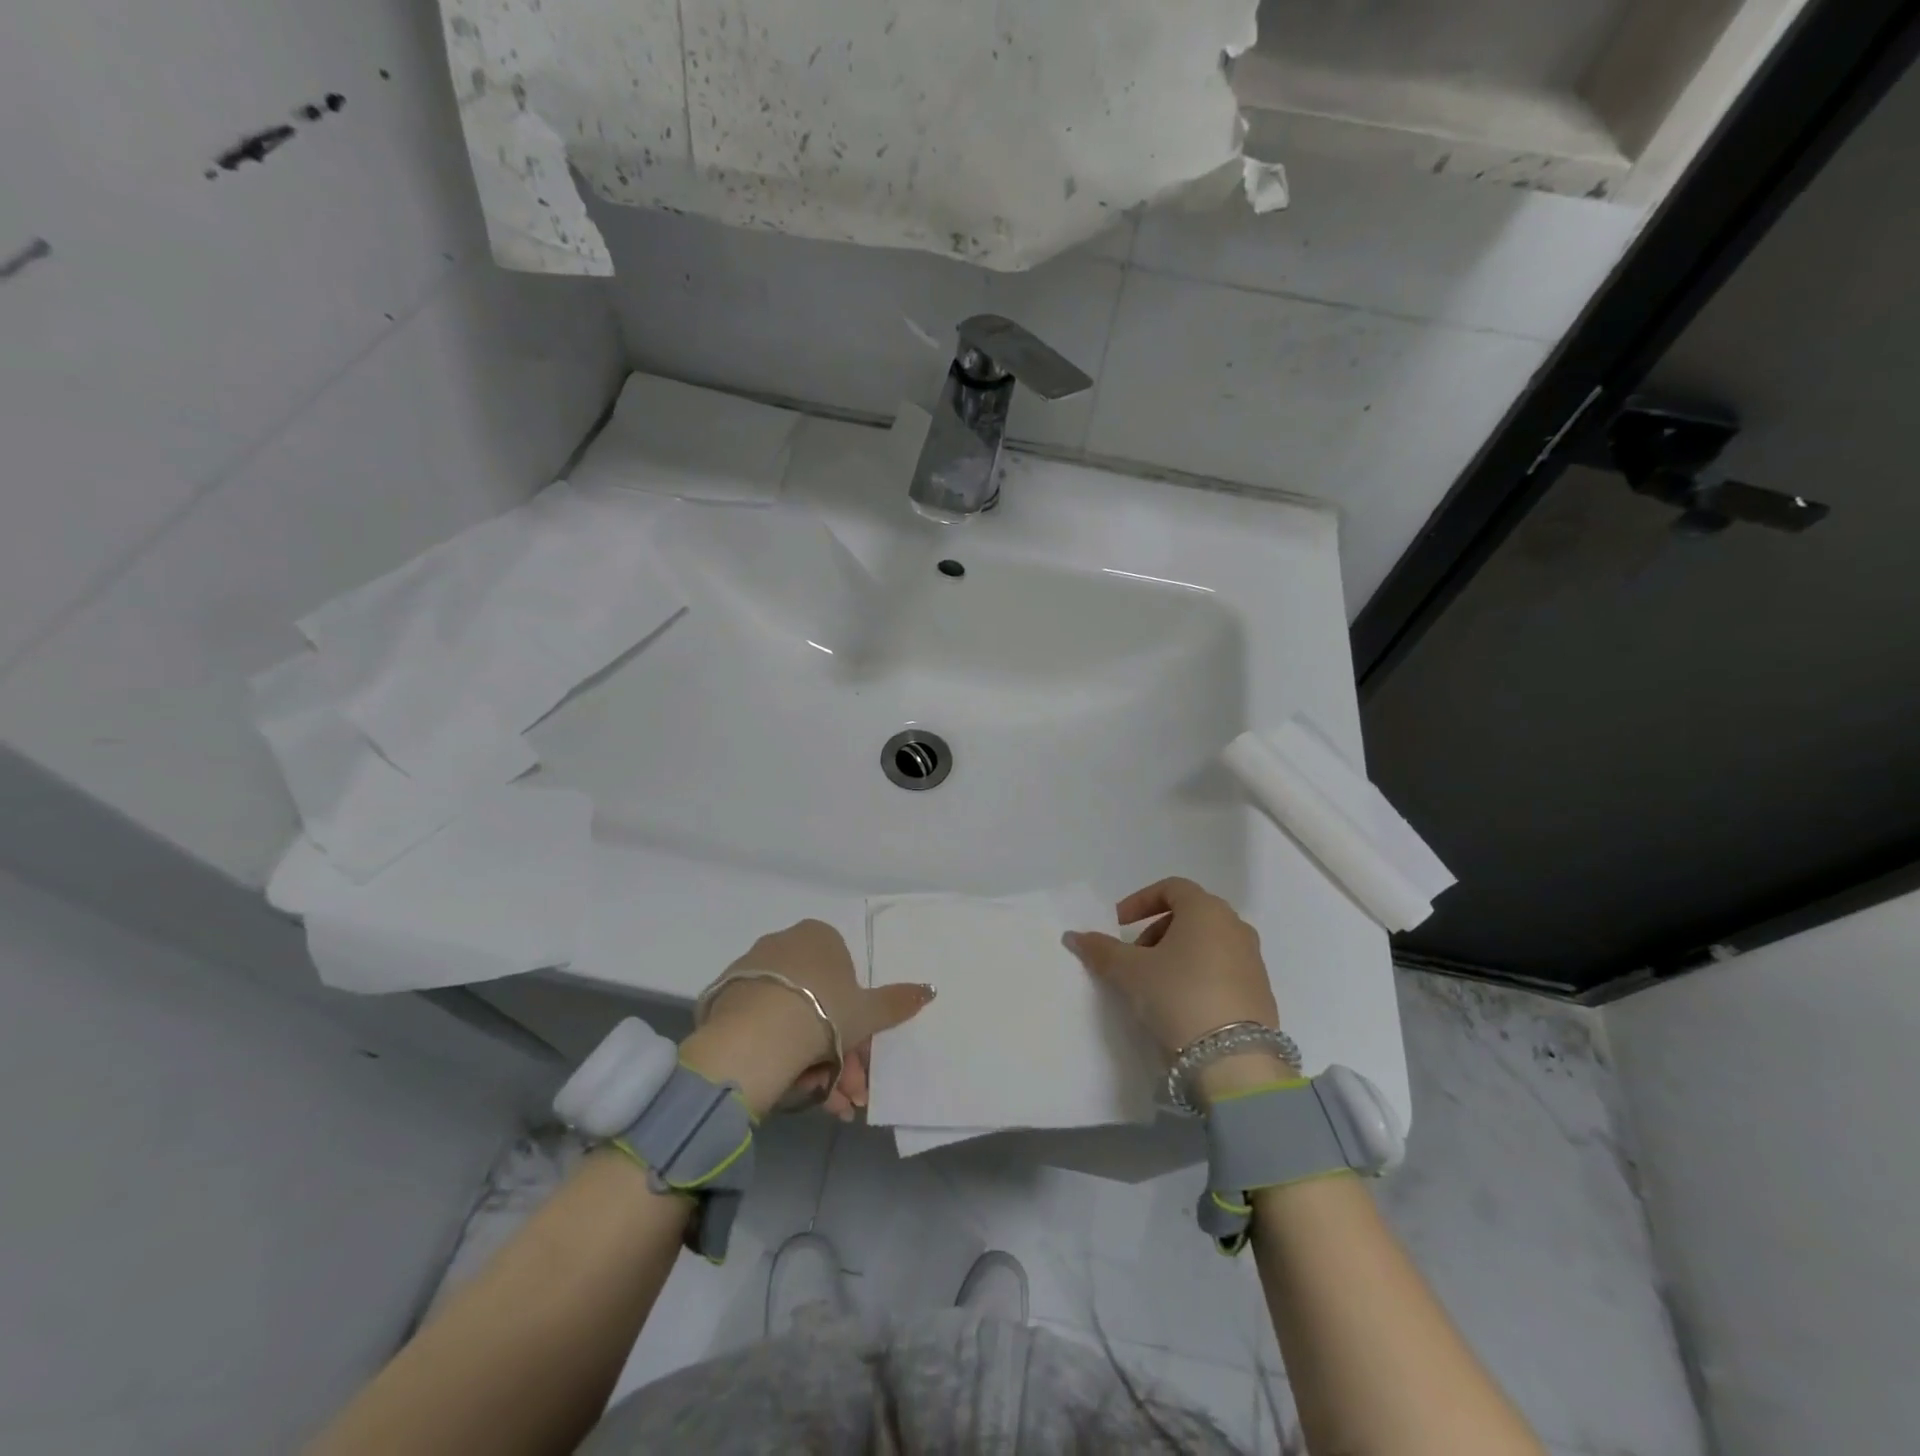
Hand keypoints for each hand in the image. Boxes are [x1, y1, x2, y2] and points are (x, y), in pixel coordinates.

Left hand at [680, 919, 934, 1119]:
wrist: (758, 1034)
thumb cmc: (823, 1011)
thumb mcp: (868, 1011)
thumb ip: (897, 1001)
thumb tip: (930, 989)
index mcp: (819, 936)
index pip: (844, 977)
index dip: (856, 1019)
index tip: (861, 1055)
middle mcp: (783, 945)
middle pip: (819, 1003)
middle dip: (840, 1052)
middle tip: (849, 1092)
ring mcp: (751, 971)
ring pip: (792, 1020)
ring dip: (815, 1064)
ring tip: (827, 1103)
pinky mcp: (725, 1000)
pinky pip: (763, 1028)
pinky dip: (781, 1056)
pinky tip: (794, 1090)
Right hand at [1064, 877, 1285, 1087]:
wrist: (1235, 1059)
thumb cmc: (1179, 995)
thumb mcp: (1131, 972)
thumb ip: (1102, 950)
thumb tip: (1074, 936)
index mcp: (1206, 910)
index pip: (1171, 888)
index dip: (1140, 901)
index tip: (1119, 925)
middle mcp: (1234, 926)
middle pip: (1189, 914)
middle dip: (1156, 930)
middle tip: (1135, 957)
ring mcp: (1252, 959)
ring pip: (1207, 941)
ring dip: (1177, 952)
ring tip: (1155, 983)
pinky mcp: (1260, 990)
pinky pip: (1222, 967)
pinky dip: (1198, 972)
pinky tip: (1182, 1003)